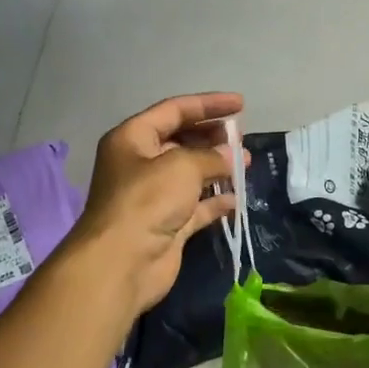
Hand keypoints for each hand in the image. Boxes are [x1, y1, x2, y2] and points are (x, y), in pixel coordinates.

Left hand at [71, 92, 244, 315]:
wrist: (122, 262)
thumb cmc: (147, 200)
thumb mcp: (182, 166)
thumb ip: (211, 156)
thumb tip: (231, 155)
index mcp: (133, 139)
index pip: (173, 111)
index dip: (208, 105)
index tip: (240, 105)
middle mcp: (140, 164)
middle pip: (181, 141)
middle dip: (213, 137)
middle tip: (242, 139)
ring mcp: (153, 196)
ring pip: (190, 174)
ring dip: (217, 168)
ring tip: (245, 164)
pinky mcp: (167, 224)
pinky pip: (196, 206)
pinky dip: (215, 201)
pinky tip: (237, 199)